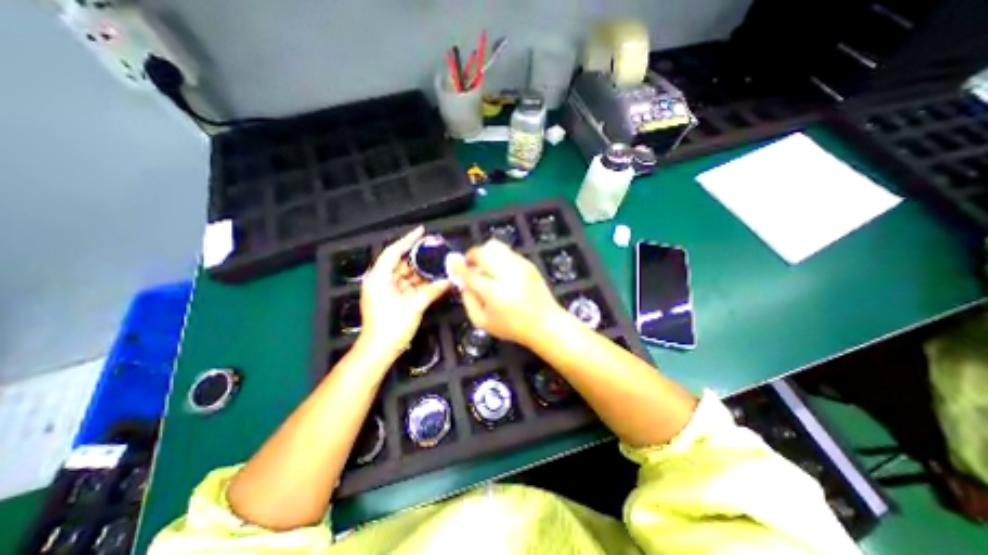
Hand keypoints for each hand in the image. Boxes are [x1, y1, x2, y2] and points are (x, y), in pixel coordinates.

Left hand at [360, 224, 446, 359]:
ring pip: (405, 275)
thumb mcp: (414, 305)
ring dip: (421, 271)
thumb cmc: (392, 326)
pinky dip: (419, 283)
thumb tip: (449, 280)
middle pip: (401, 263)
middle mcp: (380, 280)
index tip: (421, 231)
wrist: (380, 350)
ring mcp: (386, 290)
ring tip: (438, 264)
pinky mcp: (392, 299)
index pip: (393, 252)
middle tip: (435, 250)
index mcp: (379, 277)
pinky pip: (407, 286)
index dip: (408, 240)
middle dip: (418, 257)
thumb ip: (433, 290)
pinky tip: (433, 279)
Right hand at [448, 239, 563, 343]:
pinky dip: (498, 256)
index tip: (453, 264)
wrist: (546, 323)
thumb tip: (461, 283)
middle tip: (471, 268)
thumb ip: (468, 301)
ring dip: (485, 254)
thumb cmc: (512, 327)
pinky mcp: (528, 263)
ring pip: (495, 246)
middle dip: (472, 257)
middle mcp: (507, 273)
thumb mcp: (483, 321)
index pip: (470, 273)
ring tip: (485, 268)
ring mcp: (520, 265)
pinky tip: (501, 271)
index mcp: (494, 292)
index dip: (458, 266)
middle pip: (483, 251)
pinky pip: (507, 251)